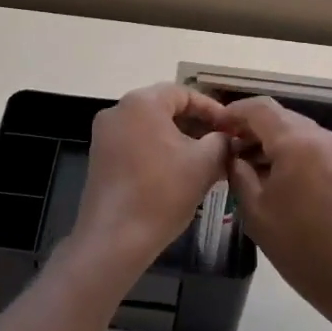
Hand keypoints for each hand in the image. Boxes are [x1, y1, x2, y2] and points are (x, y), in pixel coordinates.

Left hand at [69, 84, 229, 279]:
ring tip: (205, 161)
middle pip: (165, 108)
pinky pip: (136, 143)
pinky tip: (178, 173)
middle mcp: (118, 111)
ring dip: (178, 140)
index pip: (183, 93)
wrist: (115, 237)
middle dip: (196, 125)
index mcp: (141, 103)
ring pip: (150, 127)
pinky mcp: (100, 157)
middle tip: (221, 144)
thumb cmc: (162, 193)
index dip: (212, 109)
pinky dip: (158, 151)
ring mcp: (105, 135)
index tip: (231, 128)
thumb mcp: (203, 164)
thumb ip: (221, 142)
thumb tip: (226, 138)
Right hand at [219, 97, 331, 328]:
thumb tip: (231, 153)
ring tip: (245, 166)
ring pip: (296, 131)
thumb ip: (238, 172)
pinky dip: (289, 152)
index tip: (213, 128)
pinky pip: (311, 147)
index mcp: (298, 142)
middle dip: (250, 128)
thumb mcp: (255, 210)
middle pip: (279, 117)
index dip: (232, 113)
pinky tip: (272, 177)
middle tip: (226, 149)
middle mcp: (322, 137)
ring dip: (269, 141)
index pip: (258, 108)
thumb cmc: (301, 247)